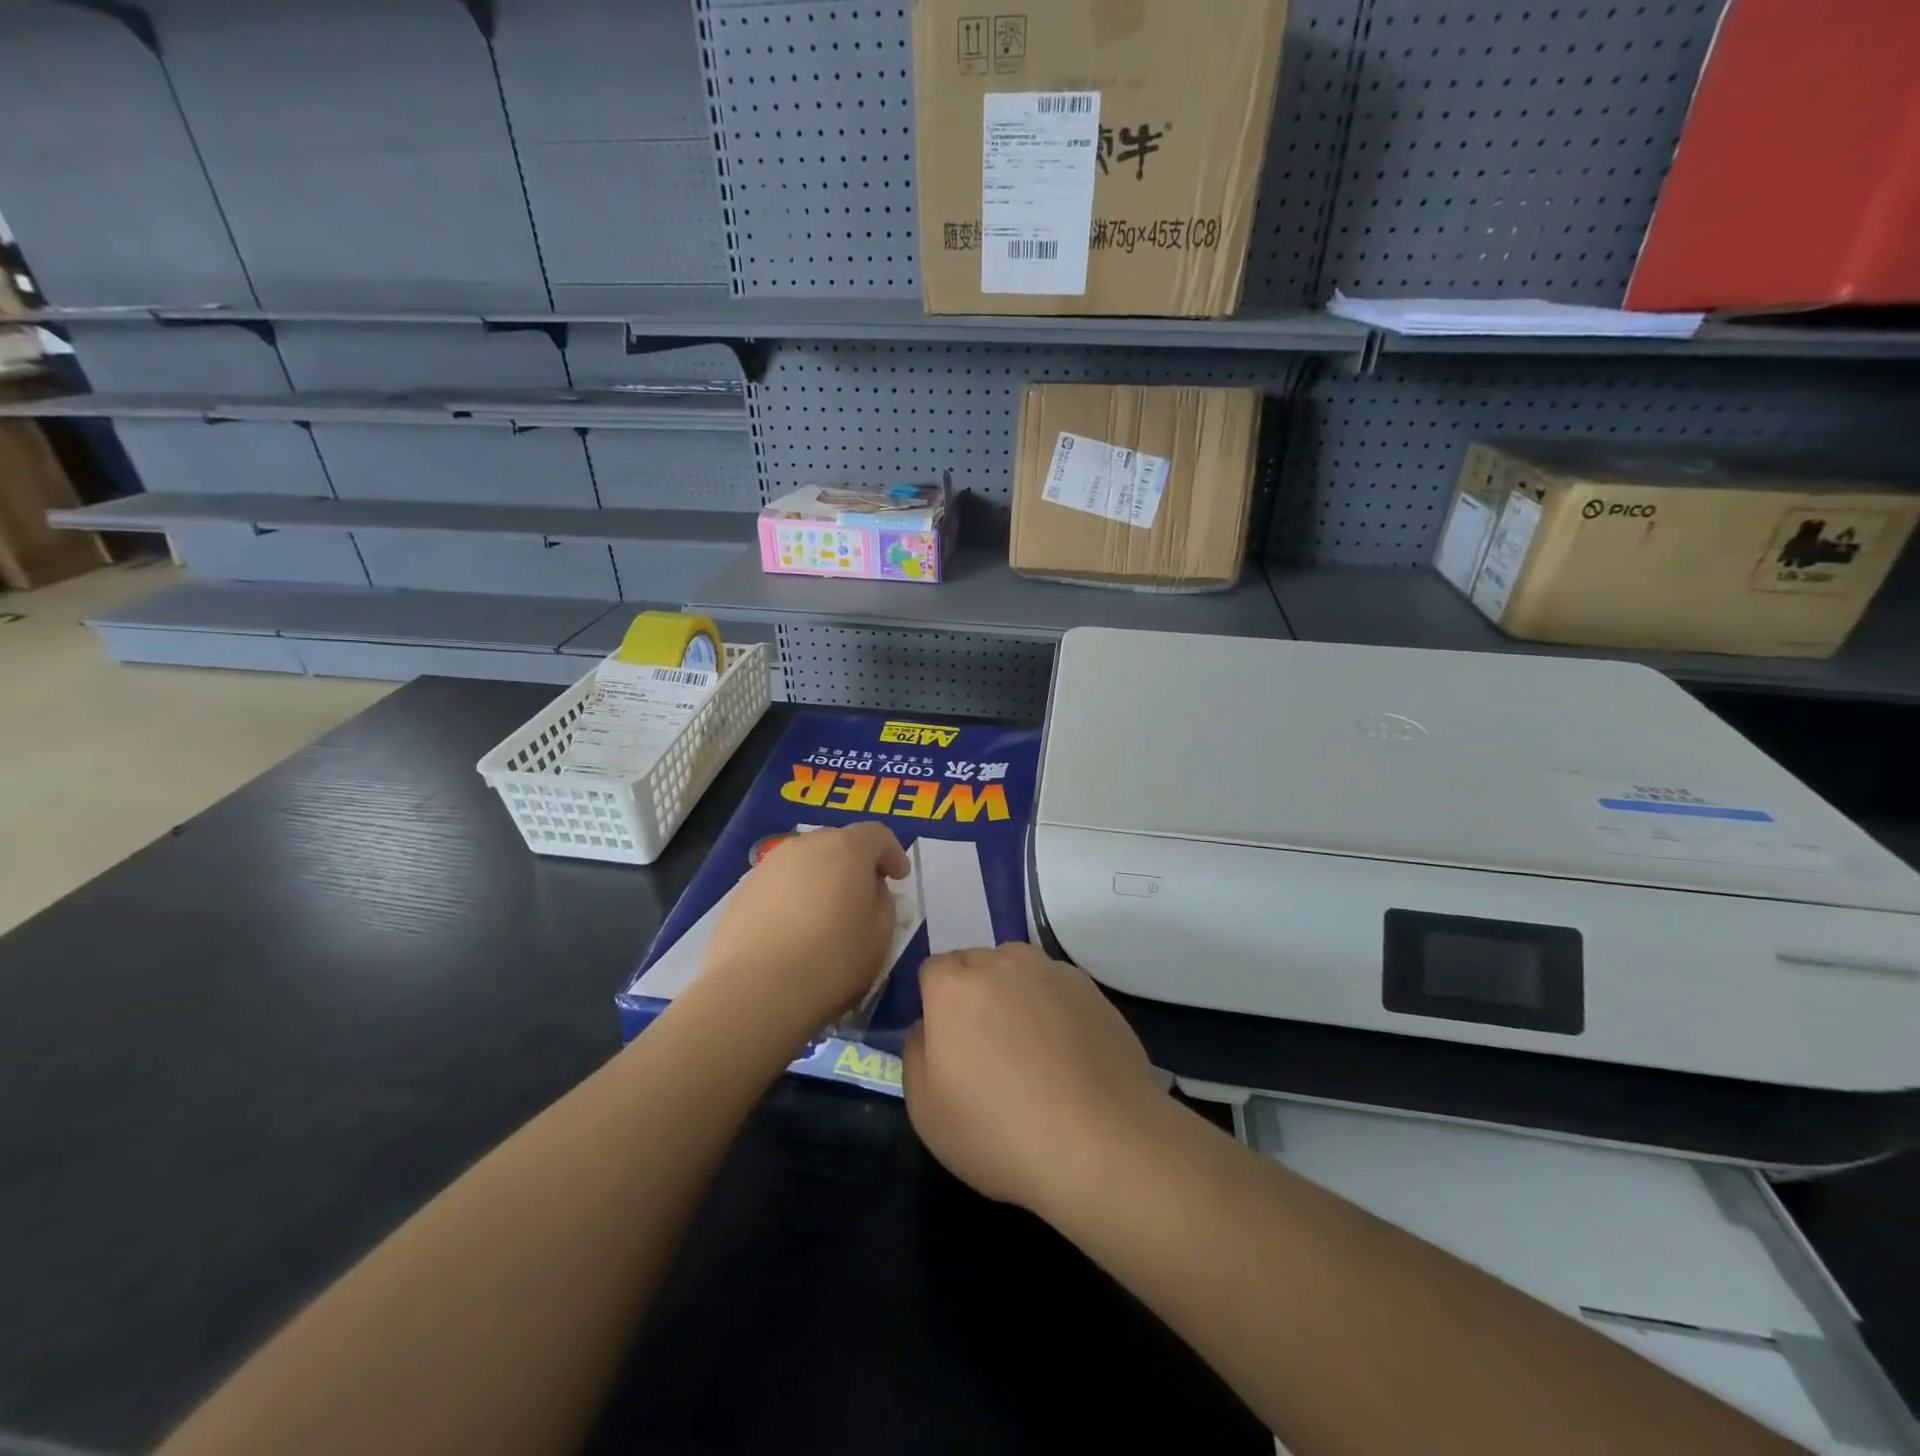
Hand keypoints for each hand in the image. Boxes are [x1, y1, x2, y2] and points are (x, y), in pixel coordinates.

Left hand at [698, 821, 910, 1044]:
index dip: (893, 853)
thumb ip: (883, 901)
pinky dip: (792, 898)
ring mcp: (768, 867)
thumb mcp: (881, 934)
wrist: (756, 991)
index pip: (877, 834)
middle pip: (838, 842)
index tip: (899, 878)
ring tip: (824, 916)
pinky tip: (792, 932)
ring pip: (805, 863)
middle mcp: (805, 846)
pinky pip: (779, 886)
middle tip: (864, 895)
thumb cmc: (832, 960)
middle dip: (855, 863)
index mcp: (845, 849)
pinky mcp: (742, 893)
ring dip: (820, 880)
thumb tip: (869, 889)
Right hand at [902, 943, 1166, 1218]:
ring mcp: (1050, 971)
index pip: (933, 971)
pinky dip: (1052, 1007)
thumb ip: (916, 1052)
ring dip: (1013, 994)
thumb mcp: (926, 1110)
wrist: (1101, 1142)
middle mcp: (1001, 962)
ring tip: (1029, 1048)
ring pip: (1017, 969)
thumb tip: (930, 1026)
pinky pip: (1055, 987)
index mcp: (954, 986)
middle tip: (985, 1047)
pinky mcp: (1090, 988)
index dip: (936, 1004)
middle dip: (972, 993)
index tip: (947, 1043)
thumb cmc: (999, 1131)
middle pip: (975, 963)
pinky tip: (1066, 1053)